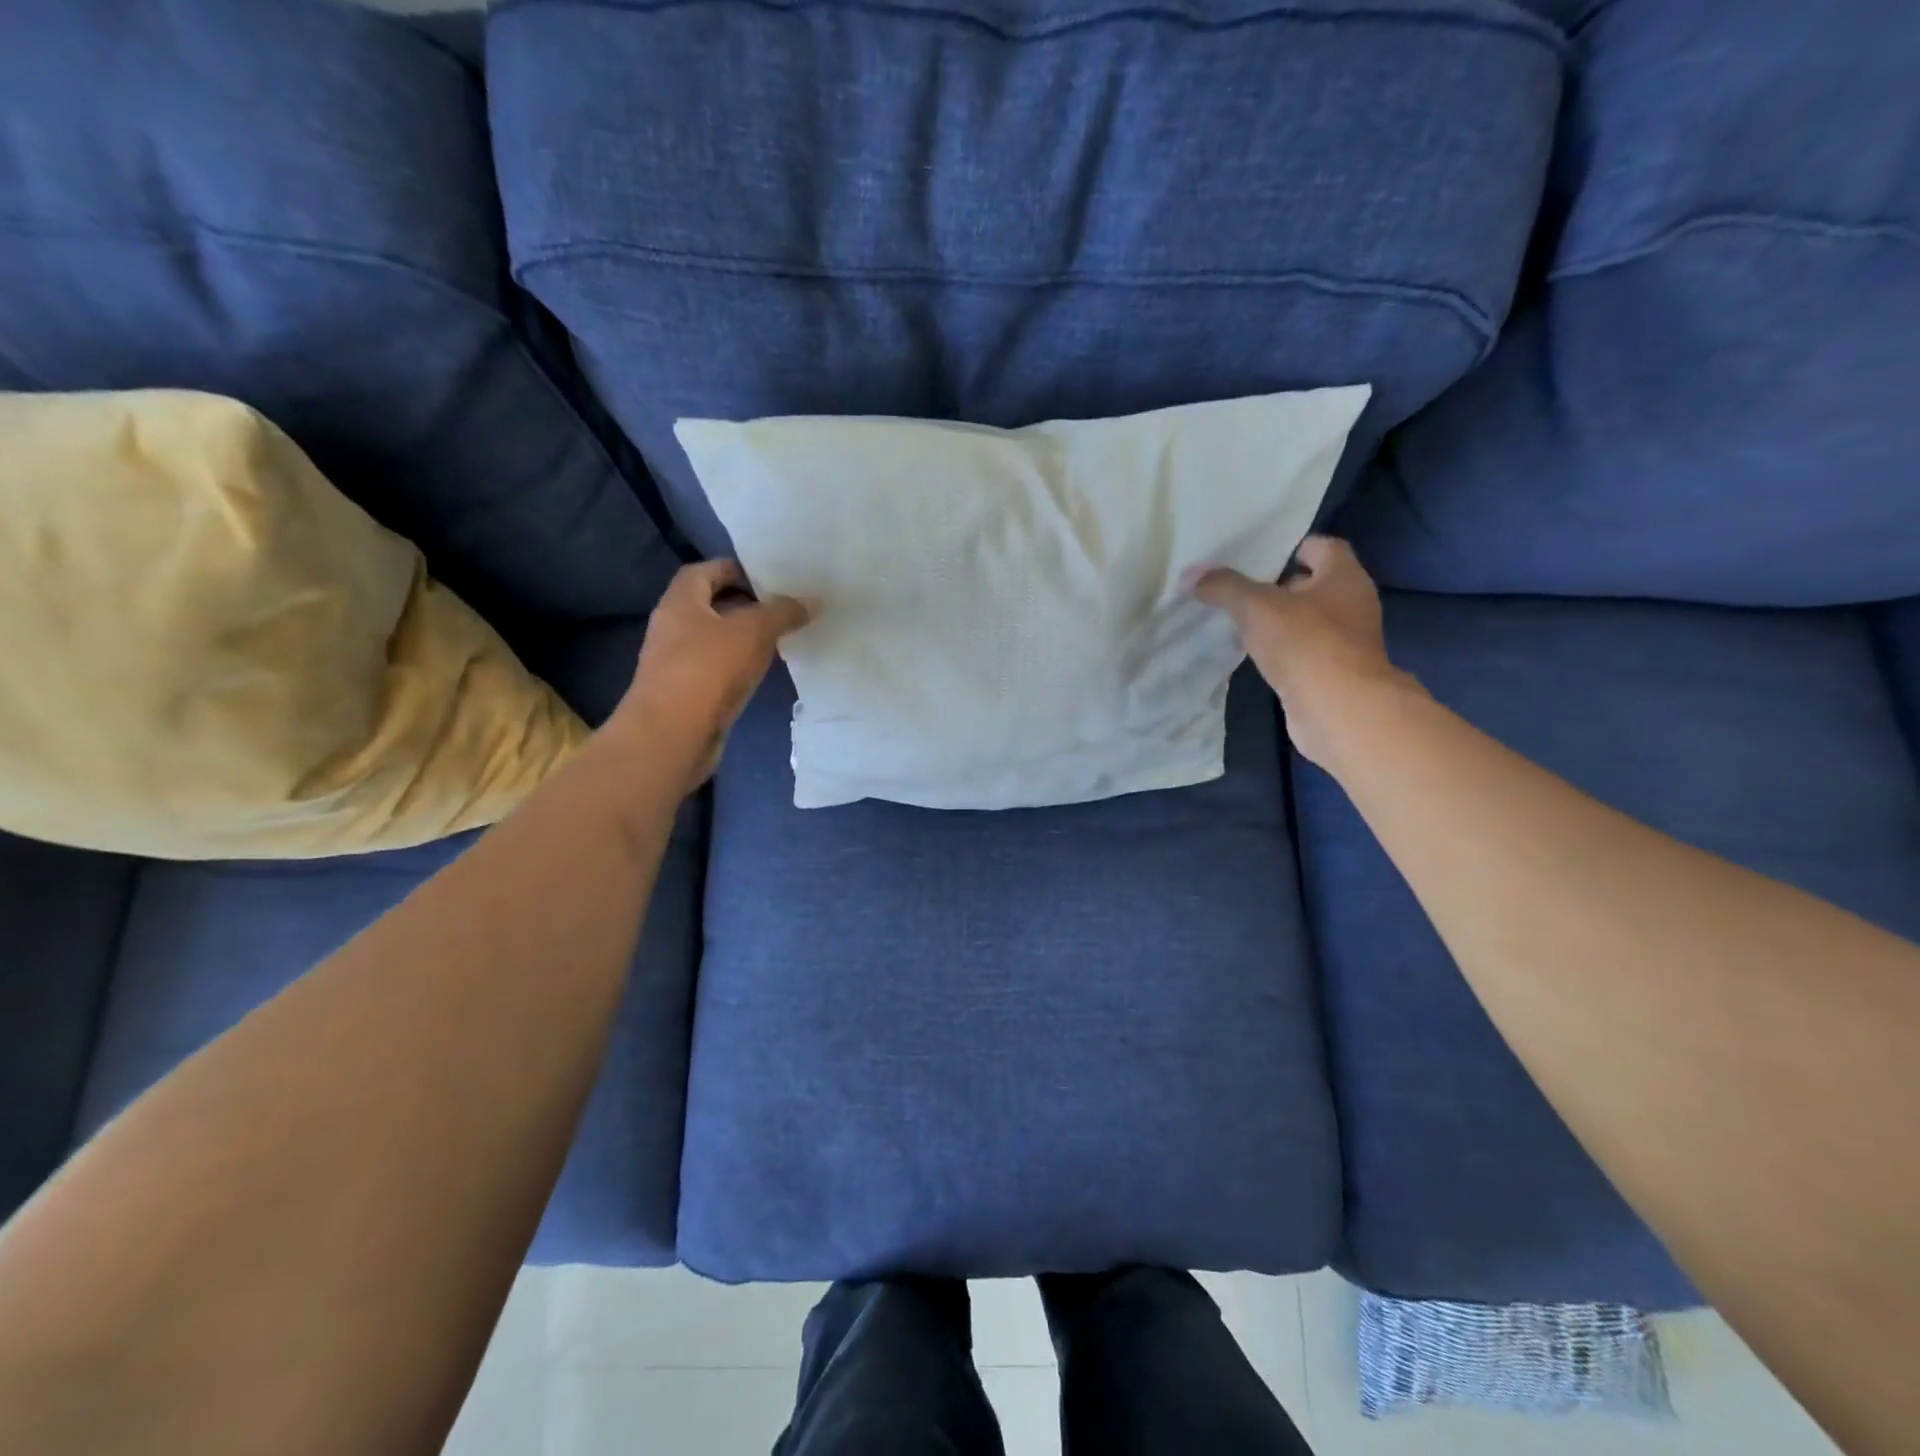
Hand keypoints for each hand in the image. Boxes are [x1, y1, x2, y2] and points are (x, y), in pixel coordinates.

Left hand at [611, 559, 809, 790]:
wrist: (673, 735)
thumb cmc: (708, 670)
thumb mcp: (753, 631)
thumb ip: (782, 612)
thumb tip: (808, 601)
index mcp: (681, 602)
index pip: (705, 571)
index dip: (735, 569)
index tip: (770, 577)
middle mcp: (672, 627)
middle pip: (710, 605)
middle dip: (745, 604)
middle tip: (782, 608)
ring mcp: (676, 663)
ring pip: (715, 639)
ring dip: (743, 638)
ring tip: (779, 639)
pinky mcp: (686, 693)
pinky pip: (716, 669)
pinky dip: (738, 666)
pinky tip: (762, 673)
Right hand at [1194, 535, 1415, 766]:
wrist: (1337, 709)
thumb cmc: (1305, 642)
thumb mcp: (1256, 607)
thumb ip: (1224, 587)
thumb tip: (1191, 573)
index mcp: (1345, 576)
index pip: (1321, 547)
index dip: (1290, 548)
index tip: (1255, 558)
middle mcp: (1352, 604)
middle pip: (1312, 584)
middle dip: (1277, 587)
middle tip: (1237, 589)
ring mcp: (1346, 641)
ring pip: (1306, 620)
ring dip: (1277, 622)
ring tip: (1238, 622)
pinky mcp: (1333, 672)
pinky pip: (1303, 651)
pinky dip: (1281, 650)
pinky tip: (1252, 655)